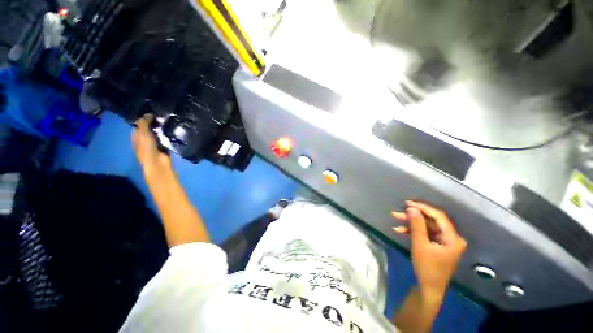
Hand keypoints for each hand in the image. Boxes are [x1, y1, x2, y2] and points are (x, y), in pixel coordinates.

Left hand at [131, 114, 170, 174]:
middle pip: (149, 129)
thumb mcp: (143, 133)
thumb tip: (149, 113)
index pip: (139, 125)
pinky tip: (172, 130)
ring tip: (168, 122)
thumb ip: (144, 123)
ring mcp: (154, 143)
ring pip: (158, 133)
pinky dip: (168, 135)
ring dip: (162, 129)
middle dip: (154, 124)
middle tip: (162, 117)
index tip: (153, 113)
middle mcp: (144, 139)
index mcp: (136, 136)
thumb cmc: (147, 148)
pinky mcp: (164, 146)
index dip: (144, 118)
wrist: (158, 163)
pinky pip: (166, 138)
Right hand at [392, 201, 466, 299]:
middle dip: (413, 216)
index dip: (423, 207)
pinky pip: (425, 233)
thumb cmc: (427, 267)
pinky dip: (413, 231)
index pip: (438, 216)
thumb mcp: (420, 244)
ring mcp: (444, 241)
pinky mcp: (437, 245)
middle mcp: (451, 237)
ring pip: (426, 226)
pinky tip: (399, 230)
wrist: (428, 288)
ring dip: (411, 223)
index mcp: (452, 238)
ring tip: (395, 218)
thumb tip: (411, 208)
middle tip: (399, 211)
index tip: (407, 203)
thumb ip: (416, 225)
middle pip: (431, 221)